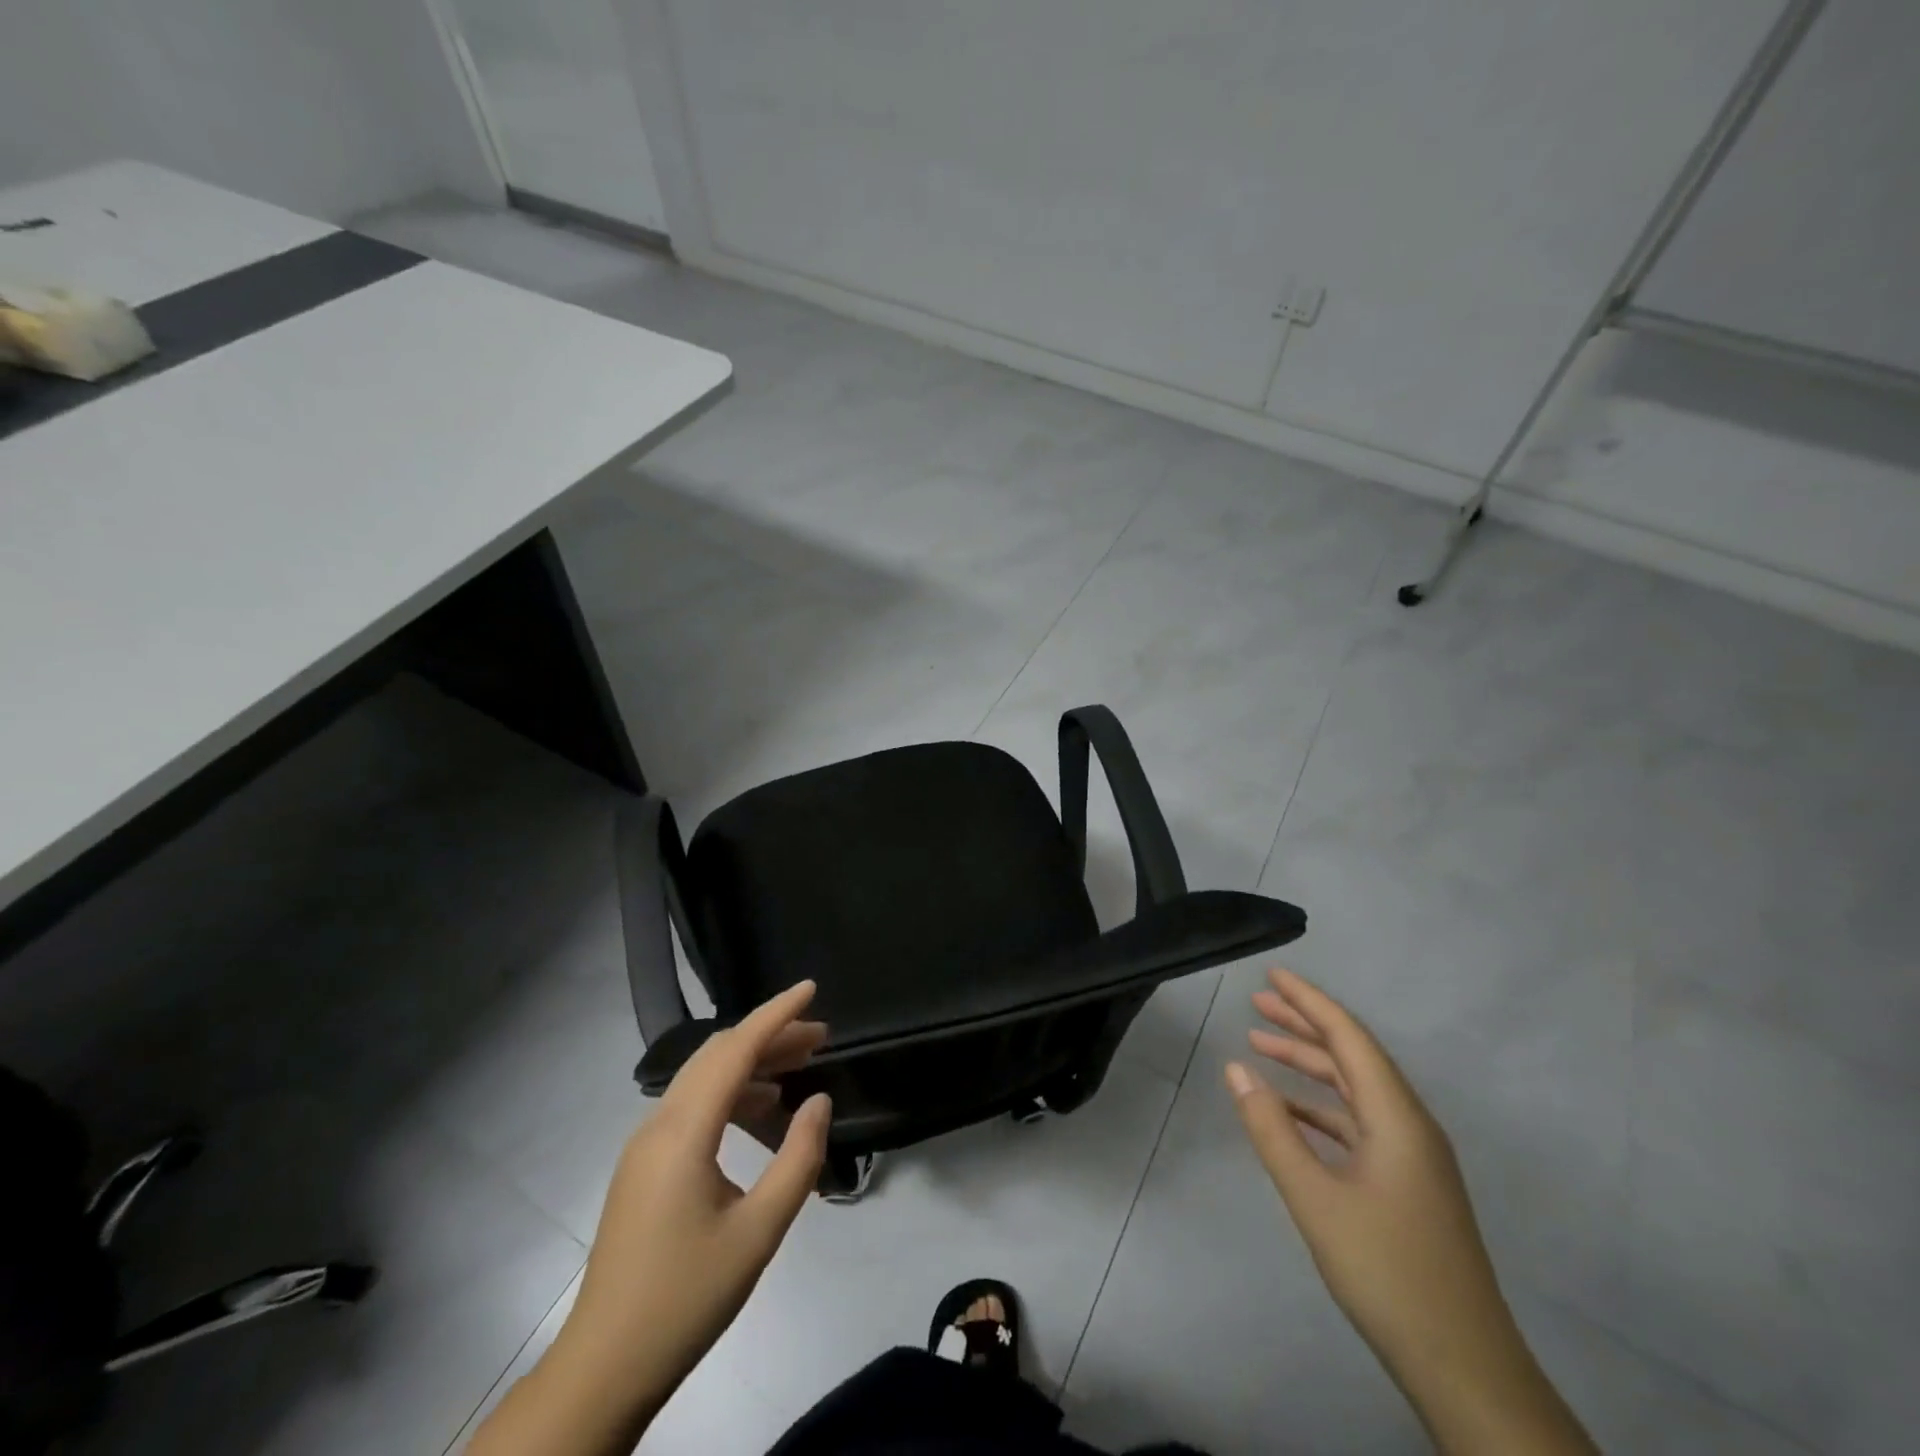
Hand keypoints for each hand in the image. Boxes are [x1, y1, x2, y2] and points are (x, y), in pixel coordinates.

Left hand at [471, 982, 830, 1455]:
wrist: (603, 1368)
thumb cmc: (686, 1298)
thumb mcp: (758, 1232)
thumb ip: (798, 1159)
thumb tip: (818, 1100)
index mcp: (682, 1132)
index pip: (734, 1050)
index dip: (776, 1014)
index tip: (812, 989)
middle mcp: (658, 1124)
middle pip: (718, 1056)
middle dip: (770, 1036)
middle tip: (820, 1037)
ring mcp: (645, 1145)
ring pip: (703, 1078)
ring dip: (751, 1064)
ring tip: (800, 1066)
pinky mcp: (644, 1166)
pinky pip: (692, 1105)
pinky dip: (732, 1092)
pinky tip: (761, 1109)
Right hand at [1226, 969, 1595, 1454]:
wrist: (1465, 1368)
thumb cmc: (1388, 1273)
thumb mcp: (1315, 1199)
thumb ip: (1272, 1130)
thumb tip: (1236, 1068)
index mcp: (1397, 1117)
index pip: (1348, 1037)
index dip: (1309, 1001)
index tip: (1272, 975)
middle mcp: (1410, 1125)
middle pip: (1352, 1056)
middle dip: (1304, 1026)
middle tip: (1257, 1003)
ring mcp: (1412, 1157)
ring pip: (1355, 1090)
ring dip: (1309, 1065)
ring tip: (1261, 1046)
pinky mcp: (1408, 1184)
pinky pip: (1358, 1122)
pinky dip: (1320, 1106)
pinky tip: (1289, 1112)